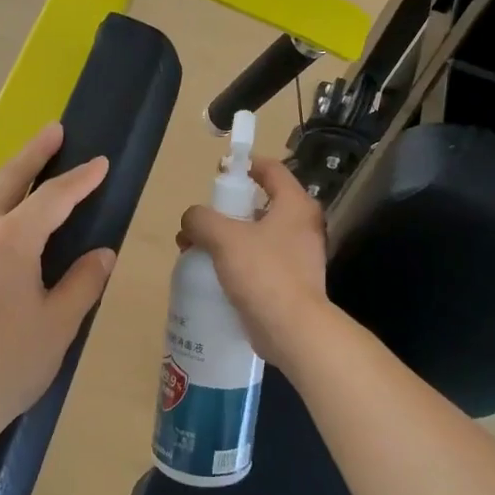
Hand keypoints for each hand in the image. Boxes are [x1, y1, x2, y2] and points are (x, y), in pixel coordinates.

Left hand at [0, 123, 114, 472]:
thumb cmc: (8, 367)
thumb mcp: (59, 325)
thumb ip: (83, 281)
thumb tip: (101, 253)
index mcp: (10, 242)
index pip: (54, 198)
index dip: (81, 179)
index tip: (100, 162)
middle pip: (5, 180)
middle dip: (33, 154)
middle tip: (52, 132)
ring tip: (15, 194)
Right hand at [178, 157, 329, 370]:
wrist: (292, 329)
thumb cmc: (263, 273)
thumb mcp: (225, 238)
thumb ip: (202, 219)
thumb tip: (192, 218)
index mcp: (295, 205)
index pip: (272, 169)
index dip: (244, 165)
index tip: (219, 170)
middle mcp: (302, 226)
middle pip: (261, 204)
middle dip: (226, 210)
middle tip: (200, 221)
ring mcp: (299, 256)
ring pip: (257, 235)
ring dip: (227, 238)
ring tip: (197, 250)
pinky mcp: (291, 282)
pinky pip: (259, 262)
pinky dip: (237, 262)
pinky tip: (214, 274)